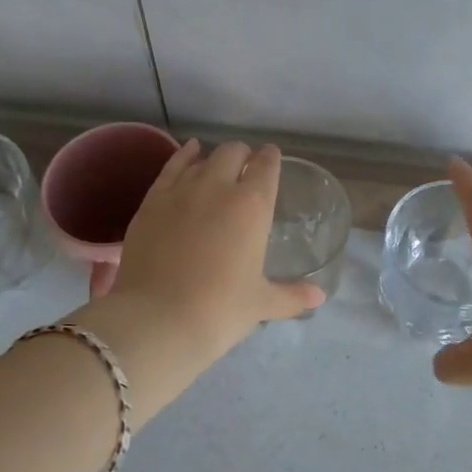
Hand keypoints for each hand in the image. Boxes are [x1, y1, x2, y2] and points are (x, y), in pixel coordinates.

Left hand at [109, 140, 324, 367]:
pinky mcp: (152, 200)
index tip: (272, 159)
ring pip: (202, 158)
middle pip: (233, 152)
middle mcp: (218, 186)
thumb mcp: (261, 304)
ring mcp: (181, 190)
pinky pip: (171, 166)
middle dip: (243, 156)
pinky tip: (189, 153)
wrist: (156, 319)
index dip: (271, 159)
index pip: (267, 166)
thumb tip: (319, 297)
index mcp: (252, 206)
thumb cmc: (218, 310)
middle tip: (246, 170)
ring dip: (215, 159)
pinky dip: (184, 157)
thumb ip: (292, 296)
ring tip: (218, 168)